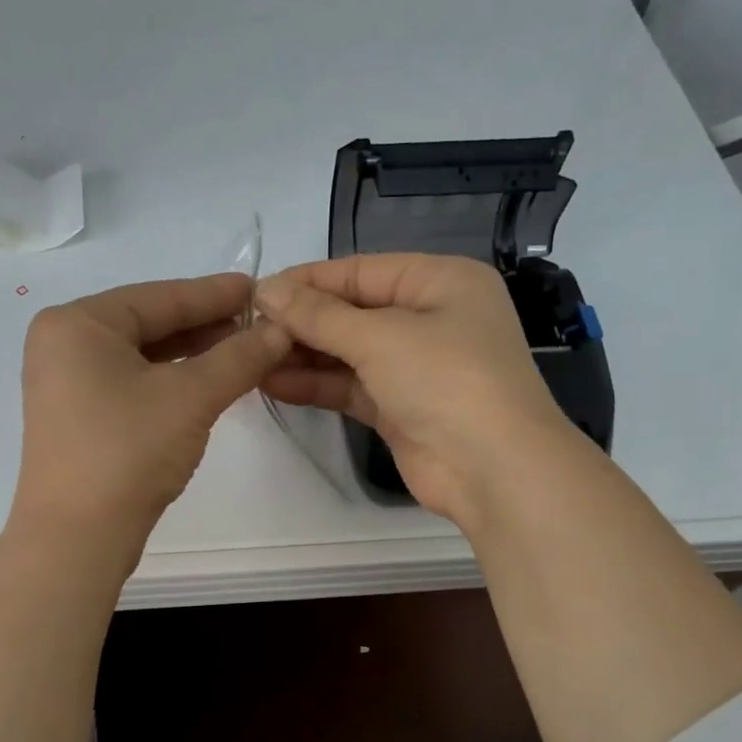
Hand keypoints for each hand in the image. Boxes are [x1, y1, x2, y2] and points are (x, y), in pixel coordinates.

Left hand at [12, 273, 290, 555]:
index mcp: (77, 324)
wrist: (78, 536)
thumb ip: (239, 357)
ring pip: (141, 356)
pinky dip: (170, 380)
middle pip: (148, 323)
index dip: (214, 293)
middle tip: (258, 322)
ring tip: (243, 350)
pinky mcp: (77, 417)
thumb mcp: (191, 396)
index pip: (159, 297)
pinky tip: (208, 382)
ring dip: (192, 354)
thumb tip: (280, 330)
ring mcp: (66, 383)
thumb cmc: (128, 450)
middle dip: (206, 325)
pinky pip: (131, 382)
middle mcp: (63, 345)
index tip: (258, 288)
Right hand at [255, 254, 572, 529]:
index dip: (307, 281)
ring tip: (251, 358)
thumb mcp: (380, 338)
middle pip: (353, 312)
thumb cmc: (446, 380)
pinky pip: (351, 386)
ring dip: (304, 355)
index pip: (360, 271)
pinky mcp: (401, 408)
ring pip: (349, 352)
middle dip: (302, 321)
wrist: (494, 470)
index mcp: (440, 281)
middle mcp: (430, 318)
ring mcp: (416, 366)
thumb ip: (318, 315)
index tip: (255, 293)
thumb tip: (264, 290)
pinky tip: (274, 384)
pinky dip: (317, 385)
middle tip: (247, 331)